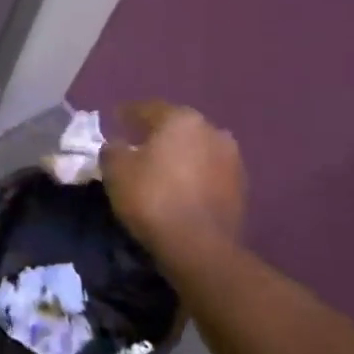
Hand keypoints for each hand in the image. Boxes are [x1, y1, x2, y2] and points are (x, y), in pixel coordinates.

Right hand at [100, 101, 246, 271]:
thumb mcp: (115, 170)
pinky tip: (179, 187)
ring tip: (160, 169)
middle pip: (177, 127)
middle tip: (137, 145)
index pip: (148, 108)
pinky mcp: (241, 187)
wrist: (199, 245)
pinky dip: (193, 175)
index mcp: (181, 119)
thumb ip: (112, 149)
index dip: (128, 114)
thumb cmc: (151, 198)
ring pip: (196, 149)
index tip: (115, 120)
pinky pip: (208, 172)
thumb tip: (117, 144)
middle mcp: (212, 130)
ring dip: (179, 155)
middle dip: (157, 134)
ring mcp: (232, 159)